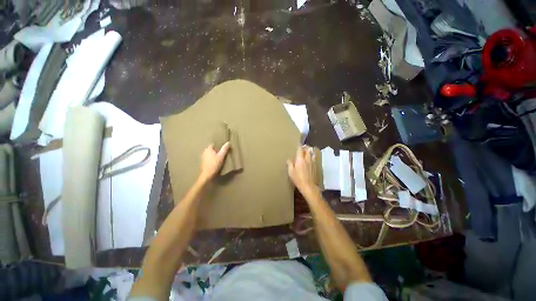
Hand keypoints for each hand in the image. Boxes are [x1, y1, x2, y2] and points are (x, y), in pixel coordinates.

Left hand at [199, 142, 230, 181]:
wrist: (207, 175)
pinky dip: (213, 158)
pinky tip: (217, 161)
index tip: (224, 146)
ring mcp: (203, 158)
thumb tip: (228, 142)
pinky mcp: (204, 163)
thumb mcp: (221, 156)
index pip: (213, 144)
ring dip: (215, 154)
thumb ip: (224, 149)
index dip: (218, 144)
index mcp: (208, 149)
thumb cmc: (214, 164)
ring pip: (211, 154)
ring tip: (221, 156)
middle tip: (224, 151)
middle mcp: (204, 152)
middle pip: (212, 149)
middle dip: (217, 150)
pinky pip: (210, 158)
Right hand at [287, 146, 317, 194]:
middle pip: (308, 150)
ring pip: (311, 154)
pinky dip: (311, 157)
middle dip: (306, 147)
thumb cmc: (298, 179)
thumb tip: (289, 160)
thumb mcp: (291, 172)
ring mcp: (312, 163)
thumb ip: (290, 164)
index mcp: (300, 159)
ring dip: (309, 152)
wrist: (308, 186)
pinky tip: (309, 160)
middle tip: (303, 148)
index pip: (300, 150)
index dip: (299, 147)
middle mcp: (307, 159)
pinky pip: (313, 159)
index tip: (298, 145)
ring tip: (306, 153)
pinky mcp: (315, 167)